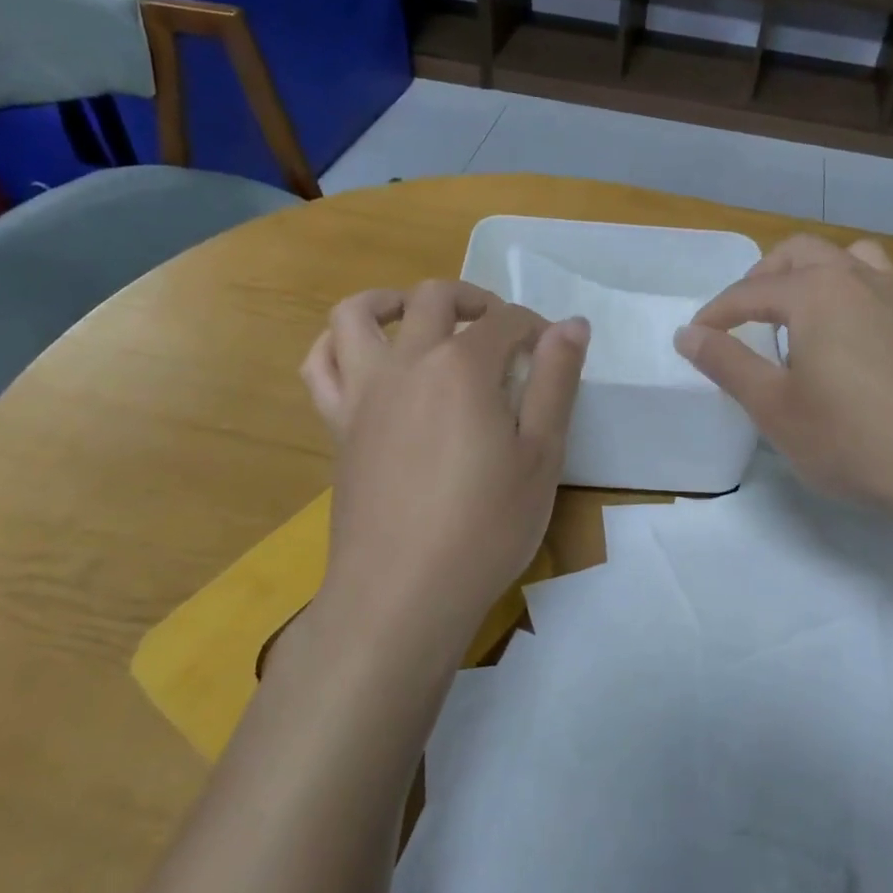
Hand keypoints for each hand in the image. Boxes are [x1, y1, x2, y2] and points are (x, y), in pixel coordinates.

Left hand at [301, 280, 588, 655]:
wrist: (403, 594)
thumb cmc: (486, 528)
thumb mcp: (542, 455)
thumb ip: (556, 381)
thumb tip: (572, 324)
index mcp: (464, 367)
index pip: (506, 321)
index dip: (537, 328)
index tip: (554, 353)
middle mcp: (408, 362)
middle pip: (435, 298)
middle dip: (475, 300)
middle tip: (501, 330)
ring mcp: (364, 392)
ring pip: (357, 314)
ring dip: (391, 300)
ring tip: (420, 317)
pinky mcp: (338, 425)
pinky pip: (320, 366)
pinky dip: (336, 344)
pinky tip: (363, 355)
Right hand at [675, 236, 892, 523]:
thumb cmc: (848, 439)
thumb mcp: (772, 407)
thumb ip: (726, 362)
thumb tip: (688, 334)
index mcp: (814, 293)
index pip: (749, 292)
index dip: (716, 314)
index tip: (695, 339)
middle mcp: (858, 278)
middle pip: (801, 254)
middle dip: (764, 277)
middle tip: (743, 315)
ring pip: (856, 256)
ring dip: (822, 270)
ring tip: (805, 305)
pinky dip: (884, 286)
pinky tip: (876, 312)